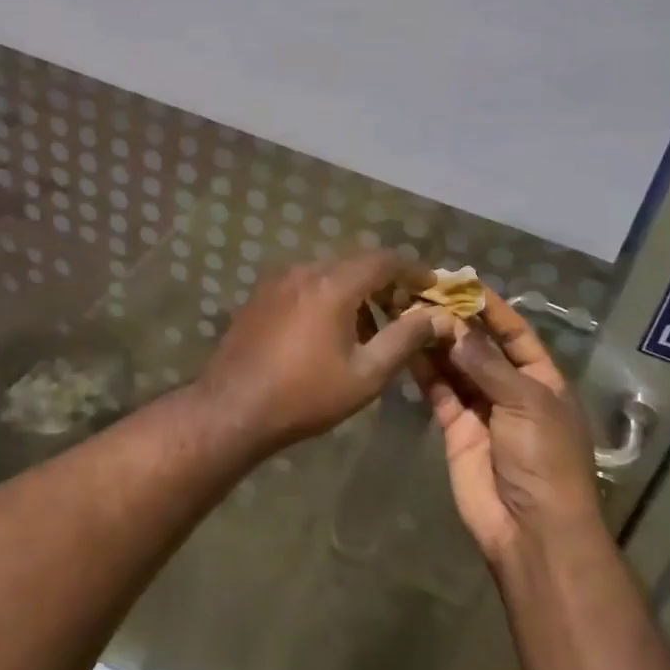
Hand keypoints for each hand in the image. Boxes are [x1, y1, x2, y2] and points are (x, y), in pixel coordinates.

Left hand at [197, 253, 437, 452]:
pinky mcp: (261, 295)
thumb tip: (436, 317)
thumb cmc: (306, 395)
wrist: (232, 408)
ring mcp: (278, 280)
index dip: (413, 270)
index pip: (384, 260)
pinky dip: (329, 296)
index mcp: (333, 284)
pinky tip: (332, 332)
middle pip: (356, 263)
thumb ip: (405, 339)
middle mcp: (305, 270)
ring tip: (371, 330)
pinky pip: (306, 284)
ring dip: (356, 292)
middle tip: (406, 309)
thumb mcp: (366, 374)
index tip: (432, 286)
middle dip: (386, 282)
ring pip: (330, 274)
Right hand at [413, 288, 603, 565]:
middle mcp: (511, 389)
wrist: (532, 533)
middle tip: (422, 293)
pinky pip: (439, 391)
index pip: (515, 333)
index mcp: (542, 380)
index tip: (461, 280)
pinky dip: (424, 369)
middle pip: (480, 346)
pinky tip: (405, 344)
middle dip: (455, 321)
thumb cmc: (545, 460)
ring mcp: (482, 409)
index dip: (490, 307)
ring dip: (435, 340)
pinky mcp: (456, 428)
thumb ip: (487, 364)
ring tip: (408, 311)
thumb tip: (455, 327)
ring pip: (455, 366)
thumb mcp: (526, 404)